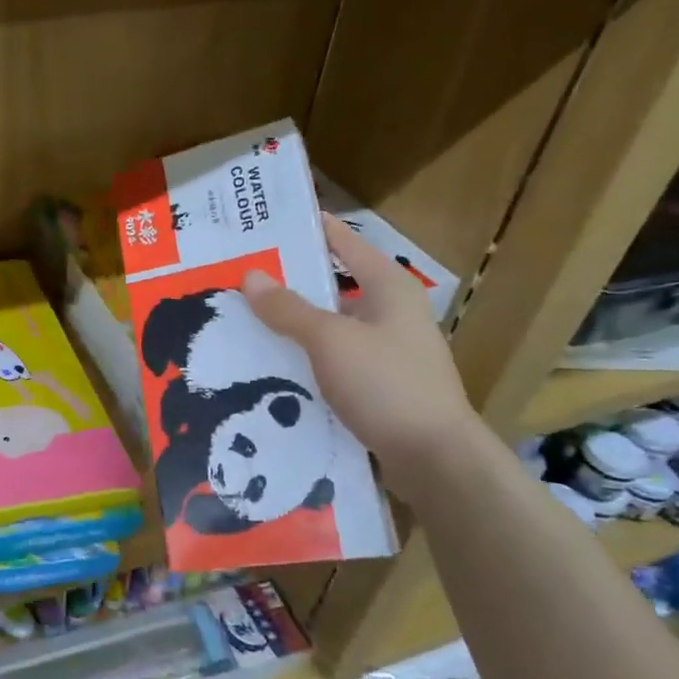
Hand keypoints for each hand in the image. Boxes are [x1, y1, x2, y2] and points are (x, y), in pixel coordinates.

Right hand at [242, 213, 476, 481]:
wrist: (434, 459)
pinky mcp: (379, 385)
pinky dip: (306, 357)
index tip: (272, 219)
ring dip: (295, 324)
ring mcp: (388, 351)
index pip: (346, 243)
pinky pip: (334, 360)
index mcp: (390, 288)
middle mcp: (392, 313)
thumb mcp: (330, 341)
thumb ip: (289, 309)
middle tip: (243, 275)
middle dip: (290, 282)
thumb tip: (250, 276)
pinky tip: (273, 364)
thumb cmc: (386, 384)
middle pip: (334, 286)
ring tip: (247, 319)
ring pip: (331, 327)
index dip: (312, 229)